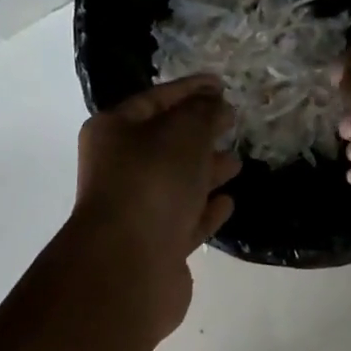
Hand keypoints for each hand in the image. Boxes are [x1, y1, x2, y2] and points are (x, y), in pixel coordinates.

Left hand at [73, 75, 240, 332]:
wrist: (130, 265)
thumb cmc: (152, 184)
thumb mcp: (183, 133)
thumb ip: (204, 113)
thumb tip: (216, 105)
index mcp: (114, 133)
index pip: (156, 100)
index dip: (190, 89)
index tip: (222, 85)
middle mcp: (120, 170)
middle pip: (165, 144)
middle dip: (200, 134)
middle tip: (232, 124)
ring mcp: (137, 212)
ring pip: (177, 184)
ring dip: (206, 173)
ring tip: (236, 164)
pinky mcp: (156, 247)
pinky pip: (185, 220)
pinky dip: (206, 211)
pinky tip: (228, 203)